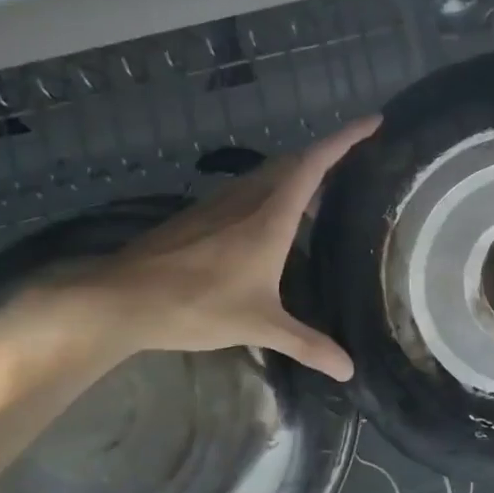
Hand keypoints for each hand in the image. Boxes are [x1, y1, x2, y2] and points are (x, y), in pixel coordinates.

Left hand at [15, 117, 377, 381]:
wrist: (120, 300)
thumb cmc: (196, 305)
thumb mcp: (259, 326)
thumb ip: (307, 344)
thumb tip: (349, 371)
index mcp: (270, 216)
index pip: (315, 164)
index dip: (345, 139)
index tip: (373, 122)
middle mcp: (247, 199)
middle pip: (293, 161)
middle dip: (326, 154)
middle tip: (355, 163)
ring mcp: (218, 204)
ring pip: (267, 175)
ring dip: (297, 175)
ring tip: (321, 196)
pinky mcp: (199, 216)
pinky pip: (247, 191)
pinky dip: (272, 193)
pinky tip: (271, 223)